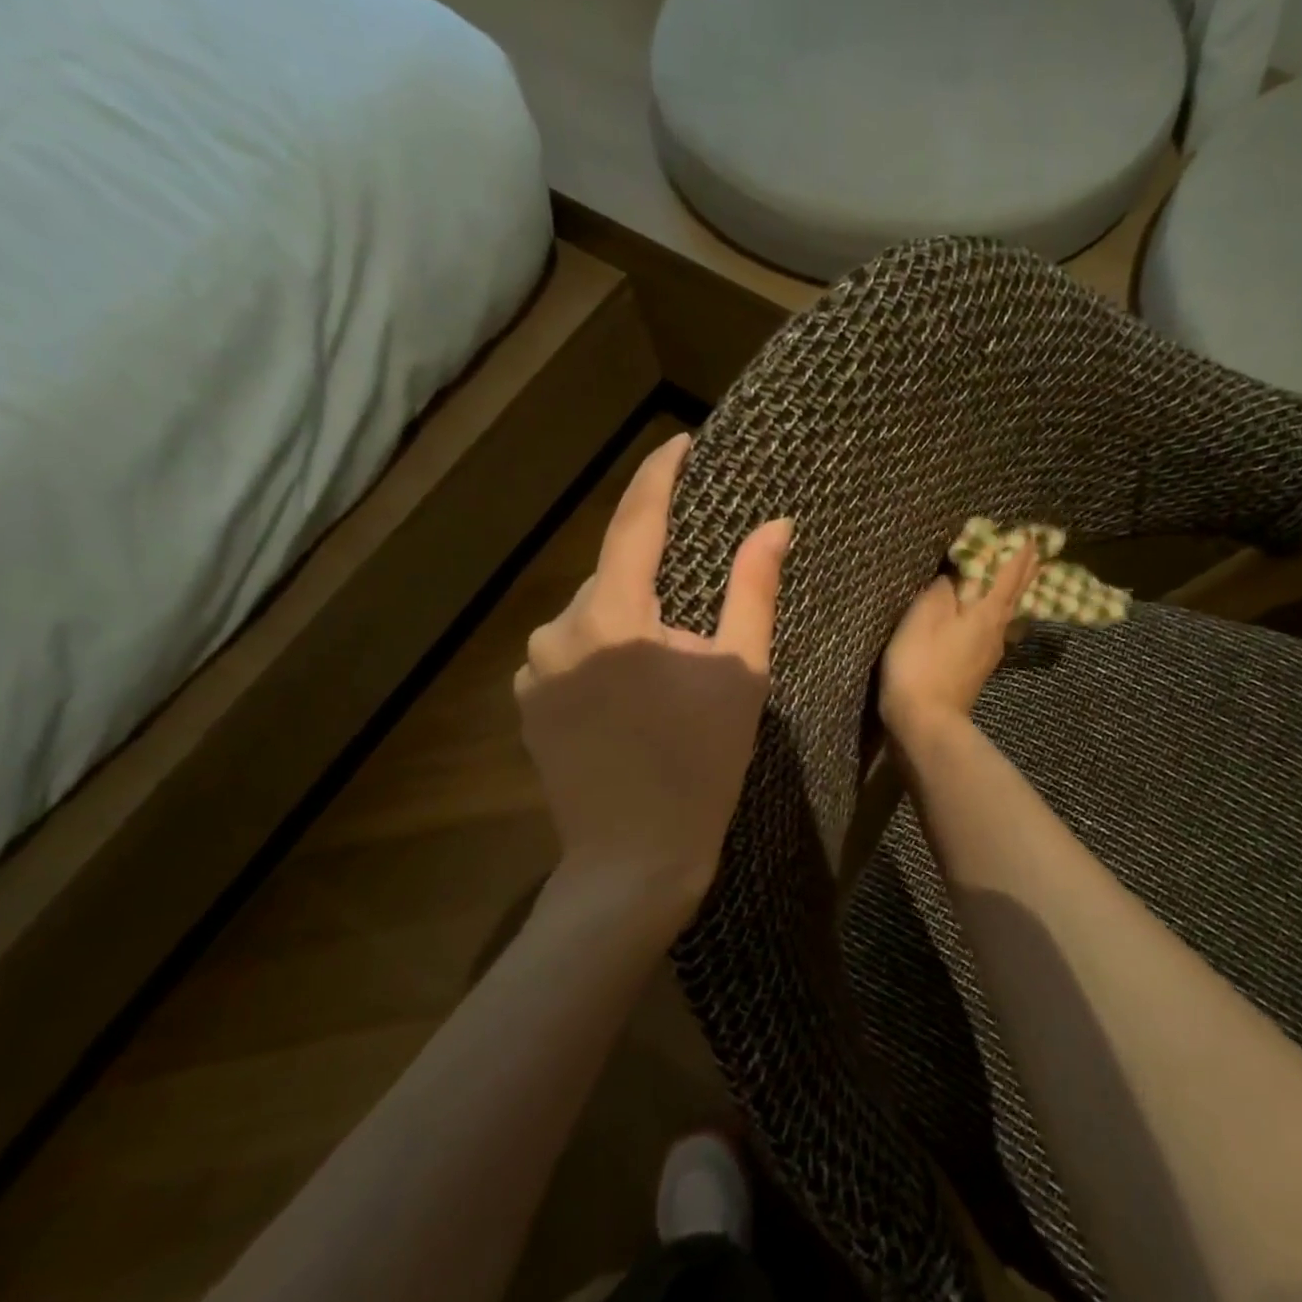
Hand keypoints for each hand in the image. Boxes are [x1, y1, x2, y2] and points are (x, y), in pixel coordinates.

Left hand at [514, 433, 790, 924]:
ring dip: (627, 623)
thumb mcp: (741, 674)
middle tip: (697, 620)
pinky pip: (567, 653)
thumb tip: (775, 525)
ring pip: (589, 616)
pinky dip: (600, 655)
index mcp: (614, 616)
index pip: (636, 521)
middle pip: (613, 575)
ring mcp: (533, 669)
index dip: (660, 474)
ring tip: (664, 671)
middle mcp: (558, 630)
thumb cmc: (701, 764)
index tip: (681, 443)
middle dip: (654, 580)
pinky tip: (627, 697)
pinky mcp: (526, 703)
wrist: (635, 859)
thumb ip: (753, 590)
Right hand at [879, 542, 1041, 748]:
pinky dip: (1001, 612)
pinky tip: (998, 617)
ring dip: (1016, 590)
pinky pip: (997, 629)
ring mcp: (989, 652)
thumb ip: (946, 587)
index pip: (1009, 571)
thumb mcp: (926, 614)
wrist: (924, 722)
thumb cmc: (921, 663)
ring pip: (1010, 612)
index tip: (1031, 531)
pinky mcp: (977, 669)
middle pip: (1016, 592)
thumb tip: (961, 570)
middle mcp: (997, 629)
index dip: (1019, 550)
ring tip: (1022, 576)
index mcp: (987, 611)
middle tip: (1037, 548)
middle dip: (1025, 568)